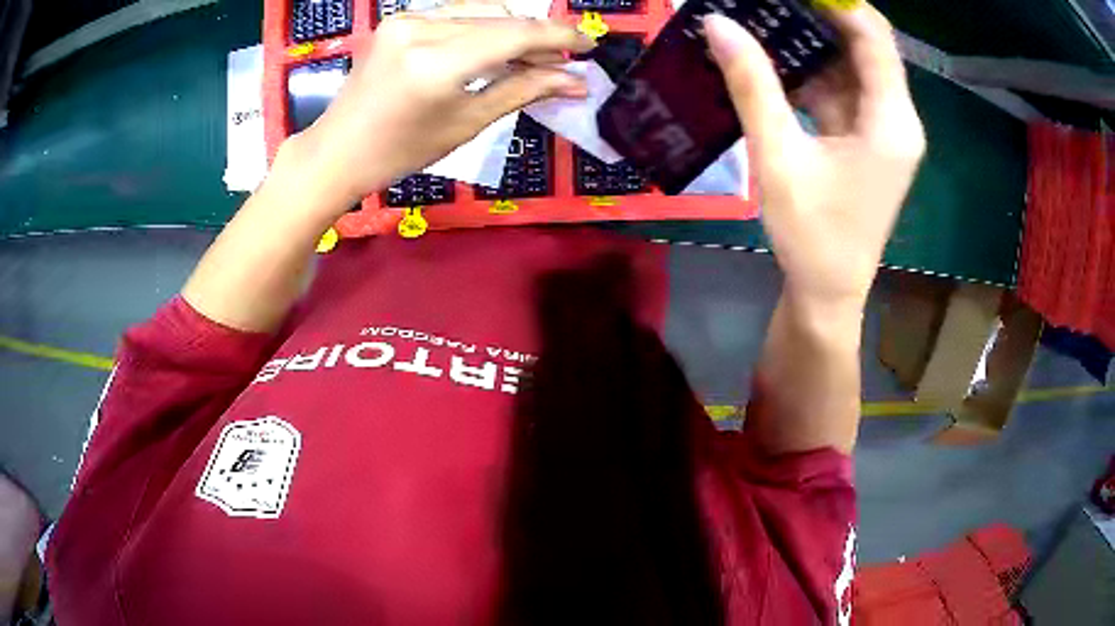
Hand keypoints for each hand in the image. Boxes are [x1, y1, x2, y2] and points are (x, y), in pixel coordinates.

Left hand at [289, 3, 594, 203]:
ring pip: (480, 11)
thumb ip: (524, 91)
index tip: (589, 45)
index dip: (560, 36)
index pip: (515, 34)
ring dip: (512, 30)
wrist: (338, 150)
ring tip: (532, 57)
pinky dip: (483, 28)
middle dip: (538, 36)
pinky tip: (495, 49)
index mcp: (436, 62)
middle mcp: (421, 28)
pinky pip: (455, 15)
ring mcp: (406, 19)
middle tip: (562, 60)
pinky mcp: (399, 19)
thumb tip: (575, 81)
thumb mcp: (467, 123)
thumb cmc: (401, 151)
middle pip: (500, 18)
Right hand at [705, 5, 924, 309]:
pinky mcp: (867, 142)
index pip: (872, 36)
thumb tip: (718, 23)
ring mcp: (883, 131)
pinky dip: (812, 74)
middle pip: (865, 46)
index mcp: (891, 121)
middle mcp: (897, 119)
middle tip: (769, 1)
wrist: (827, 294)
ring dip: (811, 44)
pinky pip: (842, 92)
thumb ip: (752, 85)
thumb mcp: (778, 157)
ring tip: (763, 20)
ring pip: (851, 67)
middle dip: (818, 17)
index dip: (835, 3)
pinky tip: (775, 63)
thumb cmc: (811, 236)